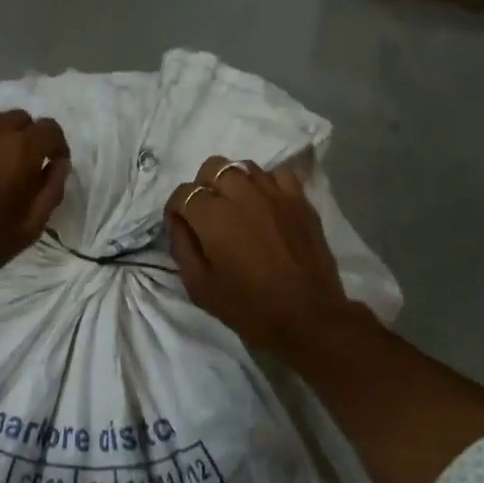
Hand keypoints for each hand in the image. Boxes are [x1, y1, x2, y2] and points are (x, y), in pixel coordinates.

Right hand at [163, 156, 357, 352]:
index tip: (180, 226)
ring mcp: (275, 193)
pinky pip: (277, 175)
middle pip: (213, 167)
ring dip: (233, 182)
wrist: (307, 316)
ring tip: (236, 207)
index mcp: (213, 216)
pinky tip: (265, 205)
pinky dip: (265, 184)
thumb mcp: (199, 286)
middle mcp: (242, 193)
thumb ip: (182, 247)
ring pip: (244, 167)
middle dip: (202, 186)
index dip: (176, 209)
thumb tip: (179, 222)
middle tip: (207, 213)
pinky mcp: (300, 199)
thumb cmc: (248, 306)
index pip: (183, 193)